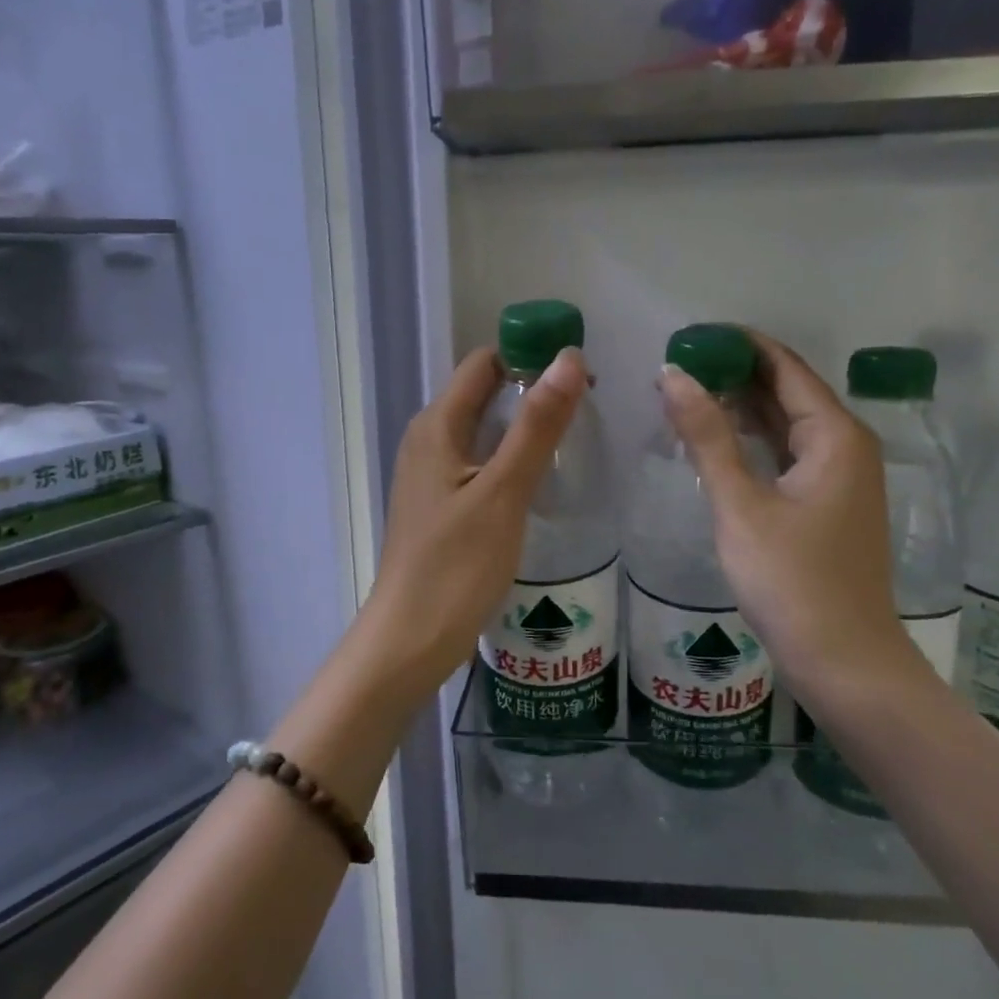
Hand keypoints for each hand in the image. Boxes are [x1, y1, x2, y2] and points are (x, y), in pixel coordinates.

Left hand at [352, 345, 587, 709]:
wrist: (410, 640)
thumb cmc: (455, 566)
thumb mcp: (503, 492)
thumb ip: (536, 426)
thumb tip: (568, 358)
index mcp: (436, 425)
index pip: (484, 363)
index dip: (529, 359)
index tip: (581, 377)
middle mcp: (428, 440)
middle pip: (483, 394)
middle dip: (532, 393)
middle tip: (588, 412)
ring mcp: (431, 474)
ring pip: (483, 431)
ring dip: (524, 428)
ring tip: (574, 443)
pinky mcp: (440, 505)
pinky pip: (479, 463)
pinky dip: (510, 460)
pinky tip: (541, 482)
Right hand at [657, 330, 927, 707]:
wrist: (843, 660)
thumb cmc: (791, 579)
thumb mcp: (740, 503)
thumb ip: (707, 435)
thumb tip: (672, 374)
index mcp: (835, 435)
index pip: (784, 366)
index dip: (740, 344)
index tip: (691, 334)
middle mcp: (845, 445)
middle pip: (788, 390)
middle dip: (735, 372)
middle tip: (678, 363)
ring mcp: (838, 477)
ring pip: (786, 423)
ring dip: (741, 406)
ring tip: (686, 391)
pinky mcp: (826, 503)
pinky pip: (786, 452)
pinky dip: (752, 439)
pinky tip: (716, 438)